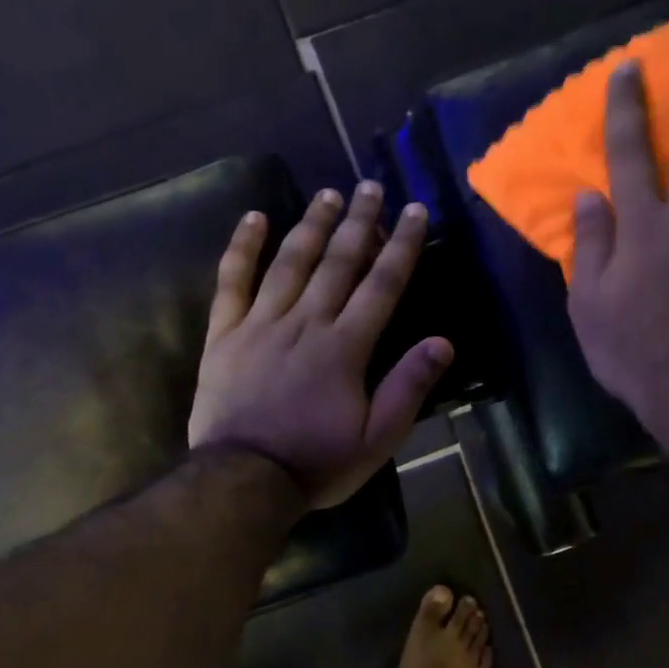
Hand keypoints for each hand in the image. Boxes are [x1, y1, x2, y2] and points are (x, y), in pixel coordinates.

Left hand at [189, 180, 452, 508]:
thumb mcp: (376, 439)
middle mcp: (306, 322)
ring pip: (290, 262)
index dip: (401, 246)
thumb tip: (443, 342)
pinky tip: (254, 218)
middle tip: (371, 187)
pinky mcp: (225, 334)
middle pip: (337, 262)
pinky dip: (243, 248)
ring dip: (312, 224)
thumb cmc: (316, 462)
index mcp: (345, 347)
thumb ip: (408, 387)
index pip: (381, 285)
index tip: (415, 211)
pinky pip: (232, 282)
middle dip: (359, 222)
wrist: (243, 480)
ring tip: (329, 194)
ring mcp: (261, 324)